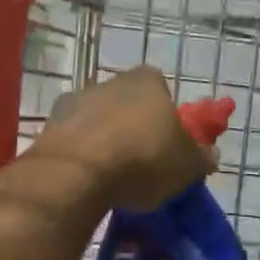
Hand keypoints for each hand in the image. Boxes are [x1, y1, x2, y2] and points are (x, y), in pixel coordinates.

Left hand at [36, 66, 212, 210]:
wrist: (77, 173)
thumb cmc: (142, 160)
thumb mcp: (186, 166)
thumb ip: (200, 158)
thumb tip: (210, 156)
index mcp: (147, 80)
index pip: (162, 91)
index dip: (166, 118)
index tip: (167, 146)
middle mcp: (109, 81)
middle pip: (127, 104)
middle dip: (132, 129)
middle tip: (139, 164)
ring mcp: (74, 100)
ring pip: (97, 120)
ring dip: (103, 141)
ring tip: (110, 177)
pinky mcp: (49, 124)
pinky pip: (73, 140)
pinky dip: (80, 155)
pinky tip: (85, 179)